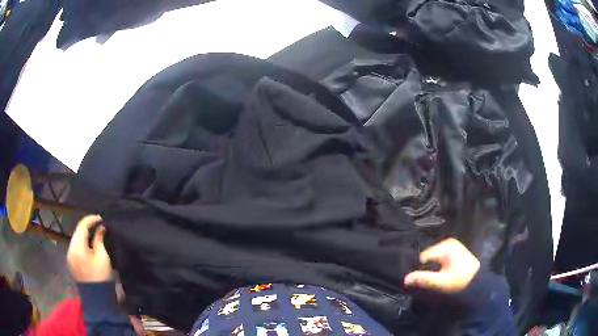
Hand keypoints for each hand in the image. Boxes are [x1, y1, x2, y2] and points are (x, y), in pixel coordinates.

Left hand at [67, 215, 112, 282]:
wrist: (97, 300)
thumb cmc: (101, 278)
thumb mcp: (103, 258)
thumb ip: (99, 240)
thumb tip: (100, 228)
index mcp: (77, 247)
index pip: (82, 226)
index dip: (91, 220)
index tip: (101, 219)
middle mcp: (70, 249)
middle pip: (77, 232)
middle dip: (87, 227)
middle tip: (98, 225)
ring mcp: (69, 256)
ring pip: (76, 239)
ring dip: (84, 235)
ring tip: (94, 234)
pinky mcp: (71, 263)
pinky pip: (75, 247)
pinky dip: (82, 243)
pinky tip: (89, 245)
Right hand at [404, 238, 479, 293]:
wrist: (479, 282)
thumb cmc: (460, 281)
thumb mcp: (441, 282)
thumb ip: (424, 279)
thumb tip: (405, 279)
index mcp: (445, 246)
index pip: (423, 257)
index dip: (419, 269)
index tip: (418, 280)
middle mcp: (447, 242)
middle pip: (427, 256)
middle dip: (425, 268)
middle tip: (426, 281)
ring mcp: (452, 245)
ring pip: (433, 257)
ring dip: (431, 267)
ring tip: (433, 278)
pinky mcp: (454, 249)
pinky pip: (439, 256)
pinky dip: (437, 265)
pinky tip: (439, 273)